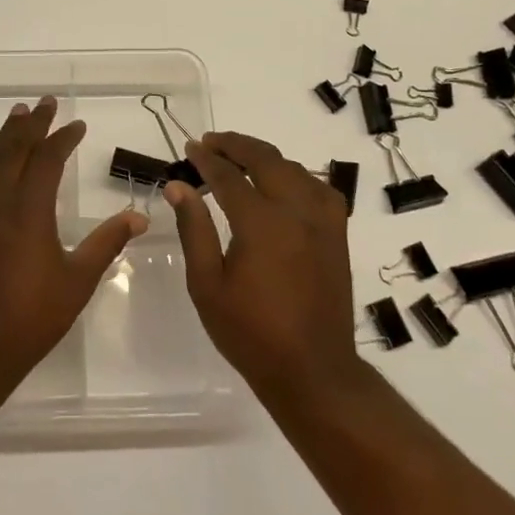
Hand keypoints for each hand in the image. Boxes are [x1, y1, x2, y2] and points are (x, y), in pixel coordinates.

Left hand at [0, 96, 147, 390]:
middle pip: (15, 150)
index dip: (63, 139)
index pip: (47, 160)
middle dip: (33, 124)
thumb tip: (140, 217)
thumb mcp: (78, 280)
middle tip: (45, 102)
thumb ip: (107, 243)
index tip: (77, 125)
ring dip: (4, 134)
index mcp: (30, 211)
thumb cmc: (31, 317)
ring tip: (17, 113)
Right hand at [167, 131, 362, 404]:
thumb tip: (177, 186)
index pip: (228, 176)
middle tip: (210, 142)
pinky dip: (296, 175)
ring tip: (240, 157)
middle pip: (265, 160)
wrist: (312, 371)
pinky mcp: (337, 235)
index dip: (206, 159)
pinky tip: (283, 182)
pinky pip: (319, 188)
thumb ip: (193, 229)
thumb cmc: (250, 333)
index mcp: (261, 223)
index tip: (189, 148)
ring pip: (294, 169)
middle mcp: (296, 212)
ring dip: (265, 156)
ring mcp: (322, 222)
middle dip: (235, 145)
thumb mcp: (207, 284)